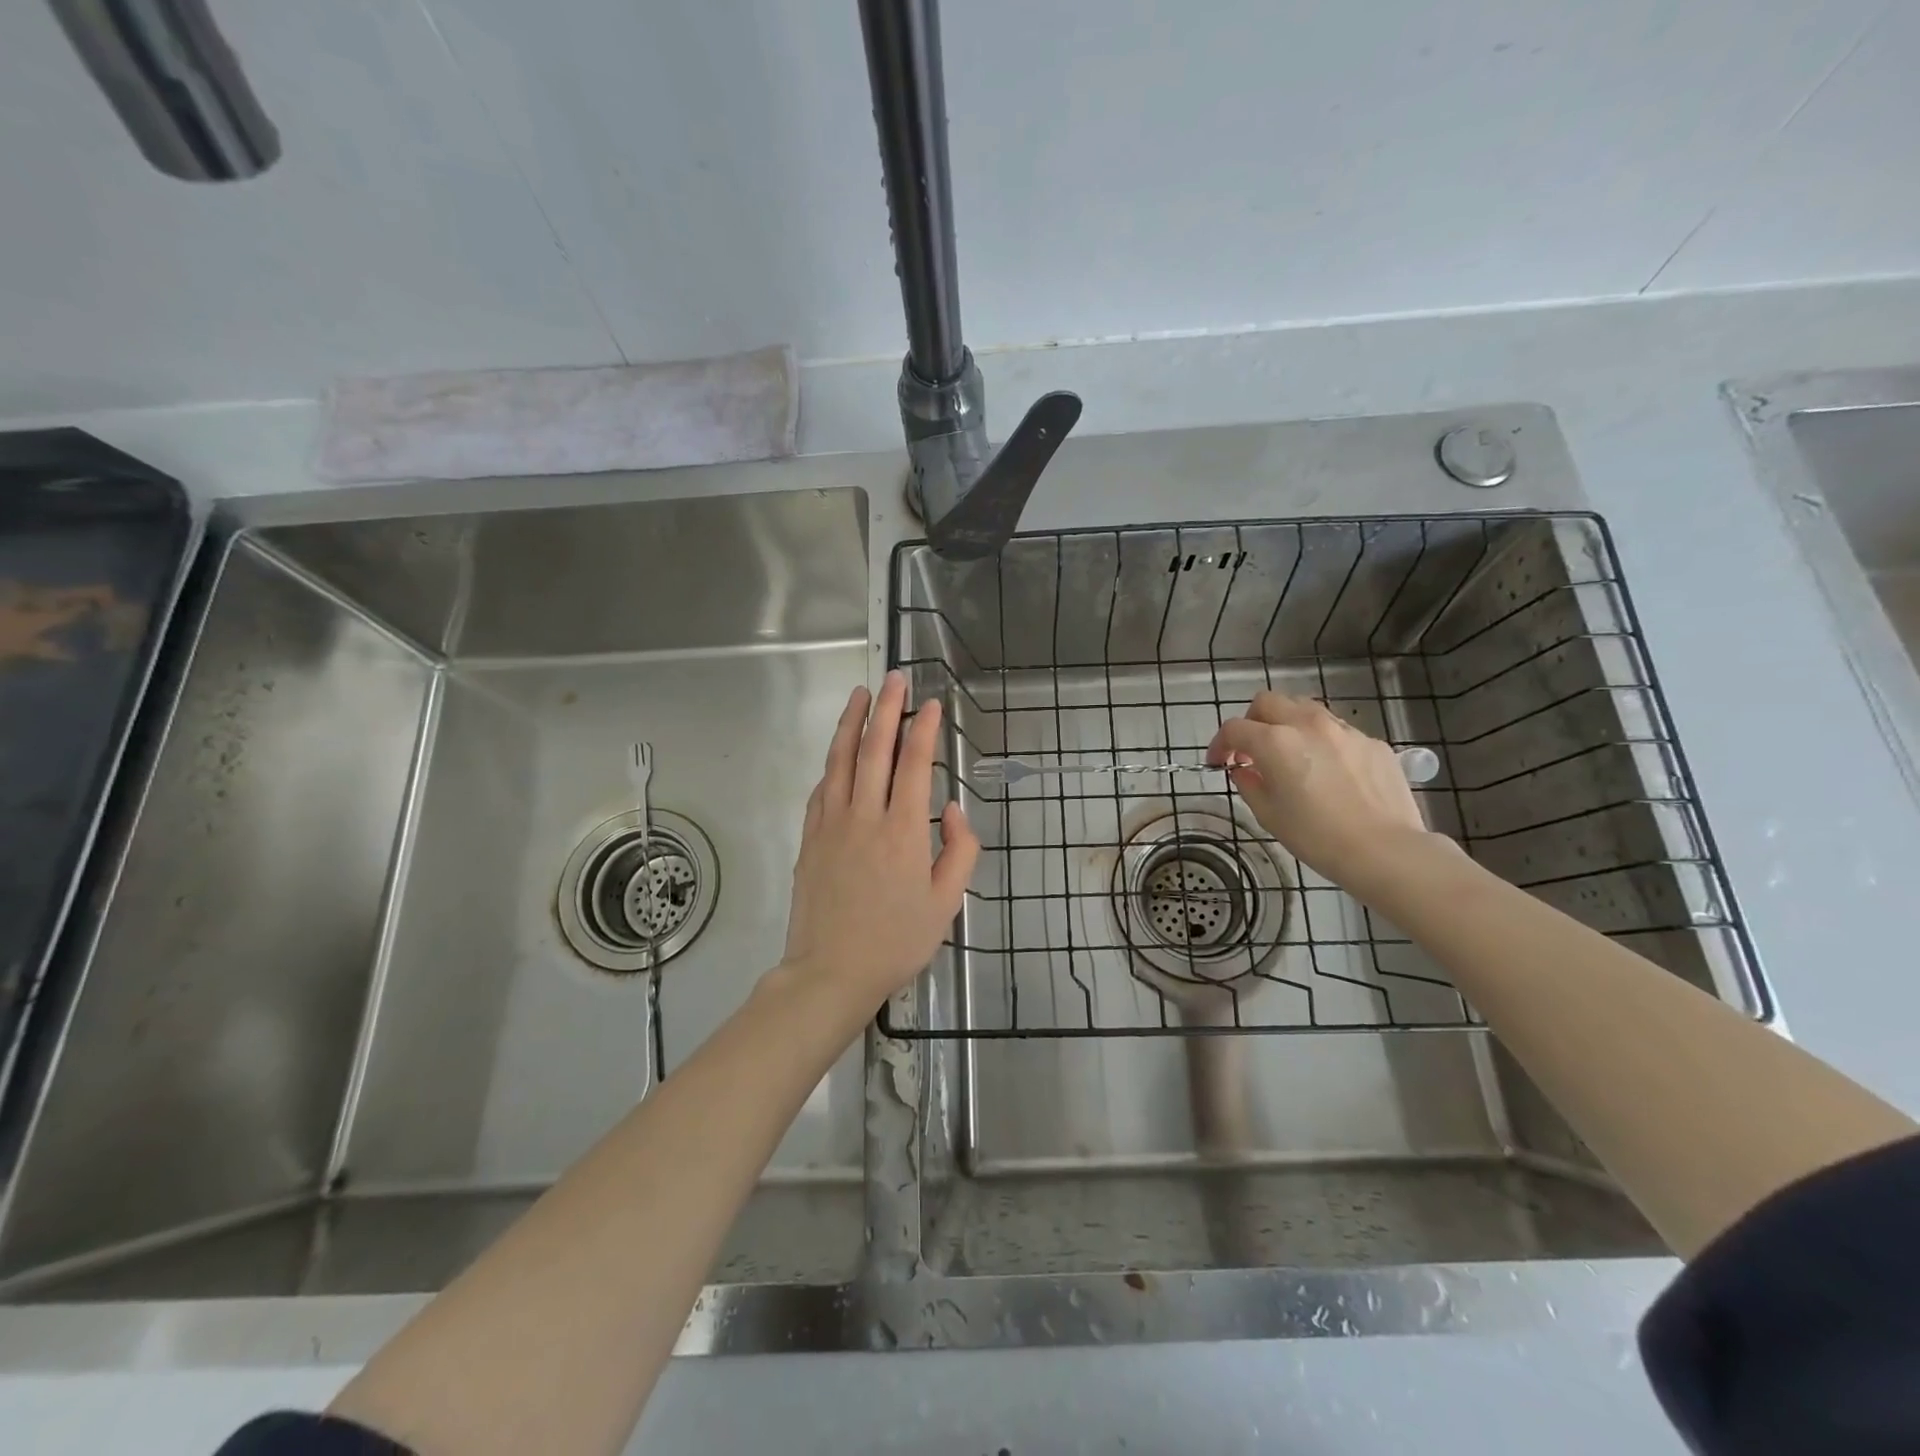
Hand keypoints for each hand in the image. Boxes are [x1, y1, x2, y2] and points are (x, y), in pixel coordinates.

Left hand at [782, 670, 979, 1010]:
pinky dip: (832, 763)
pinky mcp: (809, 838)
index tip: (931, 704)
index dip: (923, 729)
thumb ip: (959, 850)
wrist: (831, 972)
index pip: (913, 765)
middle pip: (874, 749)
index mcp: (902, 831)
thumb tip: (954, 809)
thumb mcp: (946, 903)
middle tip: (895, 679)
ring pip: (840, 761)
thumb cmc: (896, 941)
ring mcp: (831, 824)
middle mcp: (864, 817)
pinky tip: (838, 753)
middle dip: (887, 709)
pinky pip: (821, 789)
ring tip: (860, 694)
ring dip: (851, 723)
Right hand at [1207, 691, 1430, 886]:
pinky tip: (1329, 772)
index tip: (1219, 762)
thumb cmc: (1316, 837)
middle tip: (1252, 750)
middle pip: (1268, 702)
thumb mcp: (1268, 815)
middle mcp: (1308, 724)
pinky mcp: (1372, 742)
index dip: (1220, 744)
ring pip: (1305, 709)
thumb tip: (1244, 770)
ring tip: (1290, 755)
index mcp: (1275, 741)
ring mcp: (1344, 730)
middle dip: (1252, 722)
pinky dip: (1322, 742)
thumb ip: (1249, 784)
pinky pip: (1337, 731)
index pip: (1234, 728)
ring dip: (1288, 724)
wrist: (1384, 850)